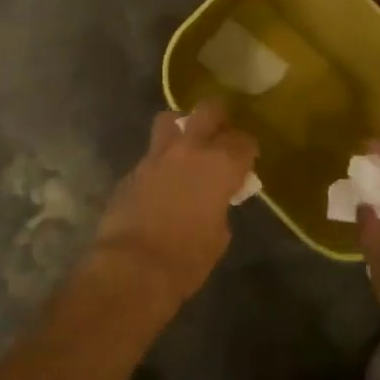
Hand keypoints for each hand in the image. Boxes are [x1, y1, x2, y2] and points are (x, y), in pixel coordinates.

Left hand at [92, 103, 257, 308]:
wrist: (132, 268)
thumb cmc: (187, 258)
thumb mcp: (218, 235)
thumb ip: (220, 206)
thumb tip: (214, 201)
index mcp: (220, 164)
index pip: (244, 141)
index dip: (247, 152)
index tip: (246, 164)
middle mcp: (190, 149)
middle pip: (209, 111)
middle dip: (218, 120)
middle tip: (220, 139)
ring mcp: (156, 156)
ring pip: (170, 120)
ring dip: (182, 128)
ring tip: (186, 148)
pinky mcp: (132, 170)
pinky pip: (151, 155)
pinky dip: (160, 163)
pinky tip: (161, 184)